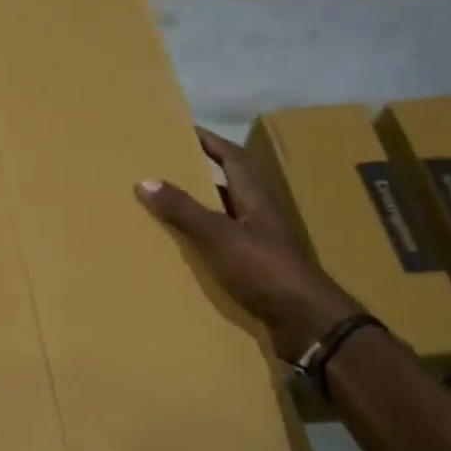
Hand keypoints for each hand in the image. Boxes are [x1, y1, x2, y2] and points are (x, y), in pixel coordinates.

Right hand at [136, 127, 360, 353]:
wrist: (305, 321)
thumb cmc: (264, 269)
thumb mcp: (219, 236)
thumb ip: (184, 210)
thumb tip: (146, 180)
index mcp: (255, 198)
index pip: (233, 158)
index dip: (210, 142)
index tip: (184, 130)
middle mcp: (259, 216)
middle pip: (229, 186)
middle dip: (200, 175)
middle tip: (166, 169)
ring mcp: (260, 245)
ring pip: (225, 218)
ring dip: (200, 211)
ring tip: (166, 209)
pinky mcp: (256, 271)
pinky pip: (223, 247)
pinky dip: (203, 243)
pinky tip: (183, 253)